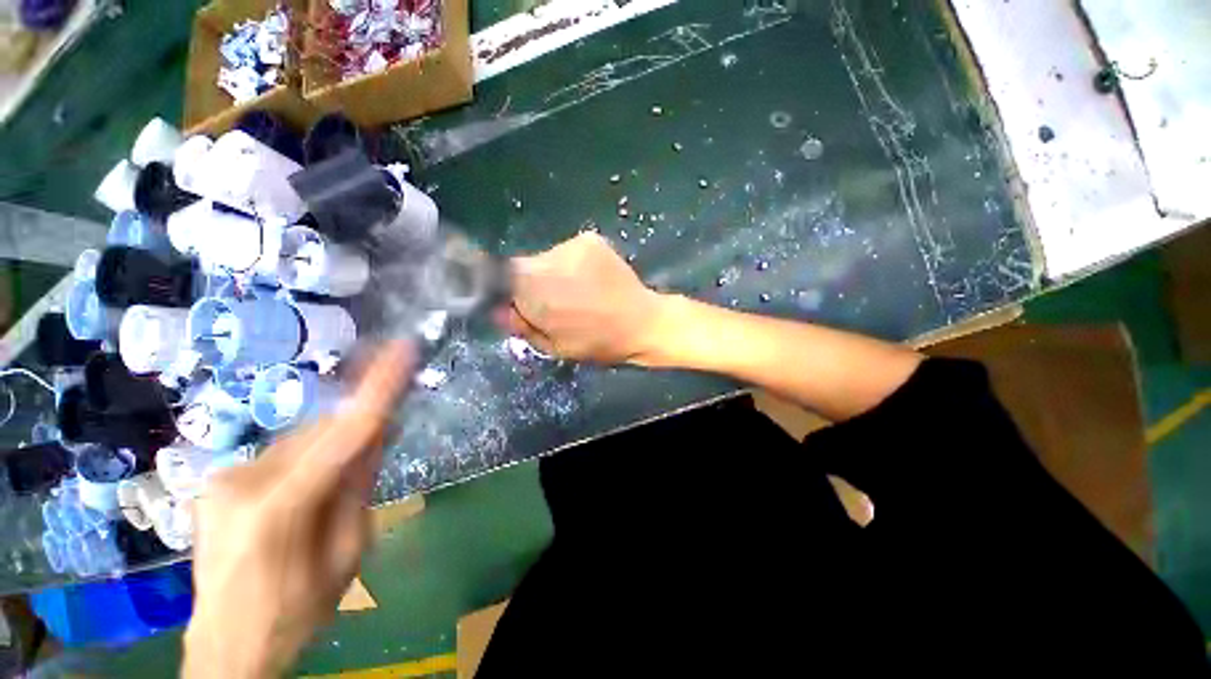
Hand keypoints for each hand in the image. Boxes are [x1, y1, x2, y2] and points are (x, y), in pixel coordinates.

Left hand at [182, 343, 413, 678]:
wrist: (226, 646)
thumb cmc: (295, 613)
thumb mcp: (346, 555)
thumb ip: (359, 487)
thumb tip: (378, 432)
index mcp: (276, 508)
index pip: (342, 433)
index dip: (378, 388)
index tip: (402, 348)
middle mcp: (242, 480)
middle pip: (322, 431)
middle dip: (359, 428)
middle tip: (389, 433)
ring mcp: (223, 477)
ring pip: (303, 439)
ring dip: (335, 445)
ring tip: (343, 480)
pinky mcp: (219, 479)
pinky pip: (283, 452)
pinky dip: (311, 457)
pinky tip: (313, 486)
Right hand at [500, 233, 668, 363]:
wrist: (643, 322)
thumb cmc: (597, 343)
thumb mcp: (553, 347)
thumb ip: (521, 326)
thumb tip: (499, 308)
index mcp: (536, 290)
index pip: (498, 276)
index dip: (504, 290)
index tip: (517, 304)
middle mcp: (550, 260)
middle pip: (523, 267)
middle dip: (530, 285)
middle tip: (551, 304)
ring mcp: (572, 245)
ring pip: (546, 259)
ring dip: (551, 275)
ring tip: (576, 293)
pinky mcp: (591, 239)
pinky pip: (566, 253)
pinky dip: (570, 266)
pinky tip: (589, 281)